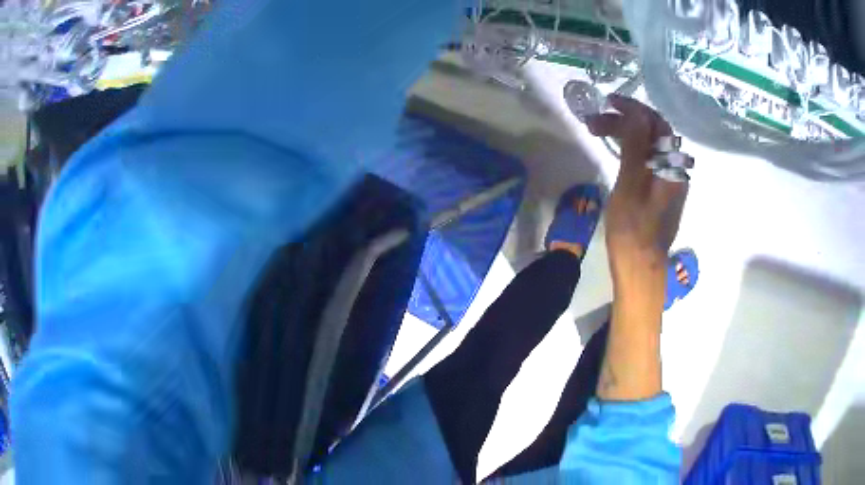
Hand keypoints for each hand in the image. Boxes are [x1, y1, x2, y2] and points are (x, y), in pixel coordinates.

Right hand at [585, 95, 688, 291]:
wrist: (641, 268)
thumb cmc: (632, 231)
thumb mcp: (629, 187)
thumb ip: (634, 148)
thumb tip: (635, 114)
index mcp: (669, 167)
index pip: (655, 123)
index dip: (632, 108)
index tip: (607, 102)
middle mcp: (674, 170)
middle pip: (654, 132)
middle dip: (626, 119)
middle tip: (596, 121)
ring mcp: (670, 181)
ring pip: (651, 145)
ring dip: (627, 132)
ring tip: (601, 132)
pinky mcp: (663, 192)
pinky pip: (650, 159)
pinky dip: (632, 147)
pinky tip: (618, 151)